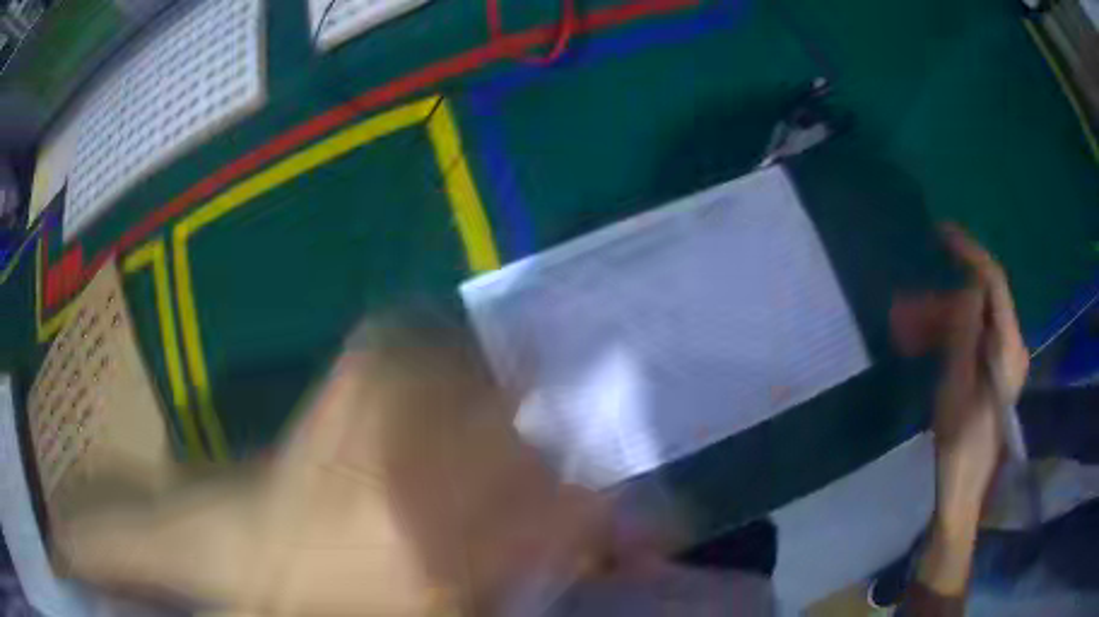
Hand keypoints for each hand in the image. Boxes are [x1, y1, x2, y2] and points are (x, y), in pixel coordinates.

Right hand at [892, 224, 1028, 597]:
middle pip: (979, 302)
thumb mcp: (957, 391)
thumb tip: (967, 288)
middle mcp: (1010, 346)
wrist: (963, 490)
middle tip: (903, 308)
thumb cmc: (960, 447)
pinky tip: (919, 344)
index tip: (940, 233)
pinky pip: (967, 339)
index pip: (993, 284)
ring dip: (937, 319)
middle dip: (941, 298)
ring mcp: (1000, 360)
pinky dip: (943, 335)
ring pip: (970, 320)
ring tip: (903, 330)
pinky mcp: (989, 372)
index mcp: (1008, 349)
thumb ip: (965, 336)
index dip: (969, 253)